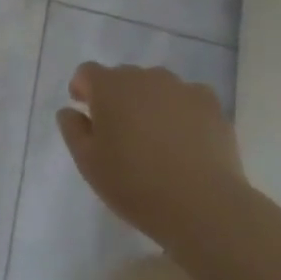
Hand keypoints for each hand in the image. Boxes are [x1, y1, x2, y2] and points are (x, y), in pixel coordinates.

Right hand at [56, 63, 243, 248]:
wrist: (203, 206)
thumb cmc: (136, 185)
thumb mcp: (89, 164)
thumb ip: (73, 130)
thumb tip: (70, 110)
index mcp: (109, 86)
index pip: (87, 72)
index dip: (83, 88)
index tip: (85, 110)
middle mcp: (143, 76)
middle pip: (123, 78)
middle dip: (118, 97)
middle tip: (122, 132)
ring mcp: (179, 87)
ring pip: (157, 87)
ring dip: (151, 103)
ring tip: (158, 139)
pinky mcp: (209, 103)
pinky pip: (188, 99)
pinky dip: (183, 113)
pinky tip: (188, 141)